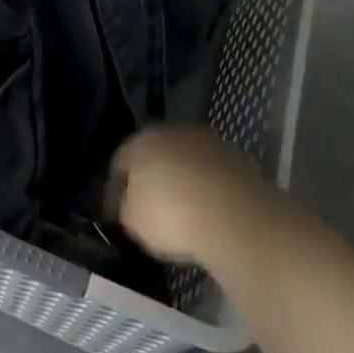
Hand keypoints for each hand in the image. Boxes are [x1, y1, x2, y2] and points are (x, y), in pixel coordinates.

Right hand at [110, 126, 281, 267]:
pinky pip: (212, 173)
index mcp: (140, 141)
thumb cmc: (172, 216)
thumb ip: (124, 207)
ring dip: (183, 180)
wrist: (235, 216)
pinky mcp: (236, 156)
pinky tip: (210, 211)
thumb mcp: (132, 221)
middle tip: (151, 209)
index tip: (119, 212)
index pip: (119, 162)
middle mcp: (171, 131)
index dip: (117, 188)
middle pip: (155, 155)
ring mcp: (207, 140)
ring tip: (185, 212)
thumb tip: (128, 204)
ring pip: (186, 160)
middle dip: (152, 178)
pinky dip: (208, 188)